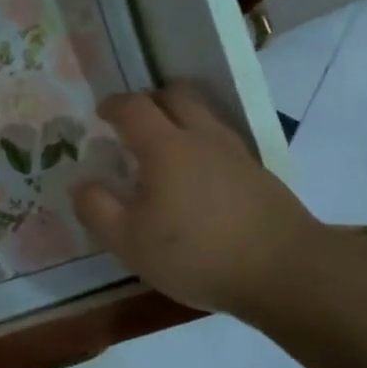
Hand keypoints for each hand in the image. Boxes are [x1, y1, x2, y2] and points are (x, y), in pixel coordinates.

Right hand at [72, 86, 326, 318]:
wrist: (284, 272)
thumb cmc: (196, 254)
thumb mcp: (129, 241)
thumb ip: (97, 209)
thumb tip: (82, 184)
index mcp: (165, 146)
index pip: (134, 107)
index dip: (114, 105)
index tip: (101, 113)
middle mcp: (202, 137)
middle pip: (176, 95)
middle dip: (150, 99)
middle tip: (134, 119)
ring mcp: (236, 153)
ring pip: (204, 114)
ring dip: (180, 117)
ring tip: (164, 143)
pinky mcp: (258, 173)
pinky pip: (222, 140)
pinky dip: (202, 142)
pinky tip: (197, 174)